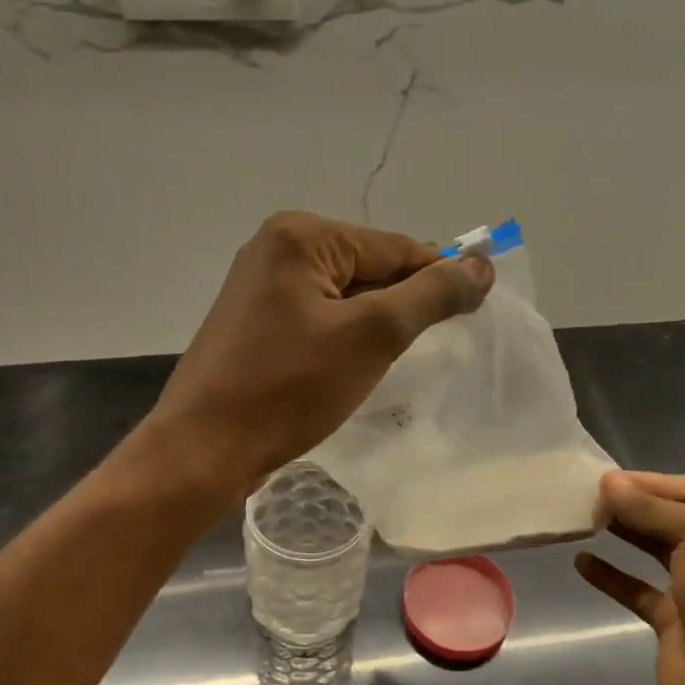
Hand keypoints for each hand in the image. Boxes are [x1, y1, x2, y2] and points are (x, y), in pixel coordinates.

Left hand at [145, 211, 492, 494]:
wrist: (204, 449)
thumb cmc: (289, 388)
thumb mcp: (372, 336)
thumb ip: (430, 295)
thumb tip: (480, 264)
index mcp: (301, 235)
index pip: (394, 247)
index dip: (439, 277)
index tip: (478, 308)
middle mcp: (277, 248)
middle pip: (369, 268)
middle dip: (402, 305)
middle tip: (432, 347)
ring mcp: (261, 286)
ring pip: (345, 296)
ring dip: (376, 325)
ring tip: (392, 363)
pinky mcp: (256, 322)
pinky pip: (319, 318)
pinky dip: (346, 338)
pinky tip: (356, 368)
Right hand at [575, 471, 684, 684]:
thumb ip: (651, 510)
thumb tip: (609, 482)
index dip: (650, 483)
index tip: (607, 482)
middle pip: (670, 518)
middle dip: (633, 505)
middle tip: (590, 499)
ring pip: (653, 550)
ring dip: (622, 533)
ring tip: (585, 520)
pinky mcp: (672, 620)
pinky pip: (636, 588)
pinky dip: (610, 575)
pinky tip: (582, 563)